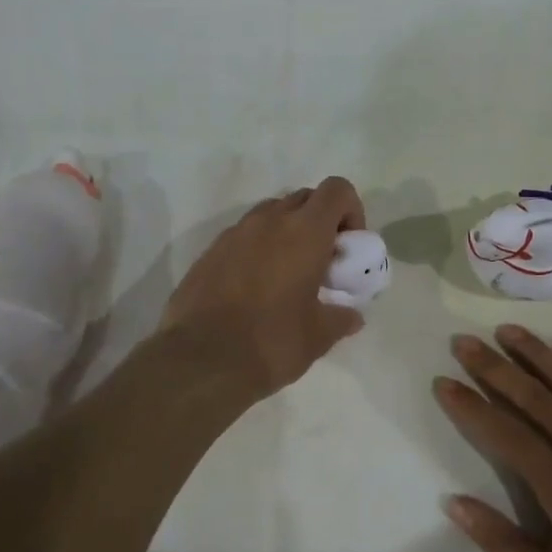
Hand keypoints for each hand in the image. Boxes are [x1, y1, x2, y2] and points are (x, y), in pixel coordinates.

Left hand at [160, 178, 366, 398]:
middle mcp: (269, 221)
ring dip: (287, 233)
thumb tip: (352, 316)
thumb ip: (341, 318)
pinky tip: (256, 289)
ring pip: (271, 214)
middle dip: (320, 222)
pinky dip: (258, 249)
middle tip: (322, 262)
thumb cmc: (271, 342)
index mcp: (304, 232)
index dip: (350, 211)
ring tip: (288, 275)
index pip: (337, 190)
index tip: (348, 247)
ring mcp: (235, 233)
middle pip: (304, 198)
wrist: (199, 361)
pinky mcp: (210, 252)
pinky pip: (244, 236)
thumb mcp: (318, 336)